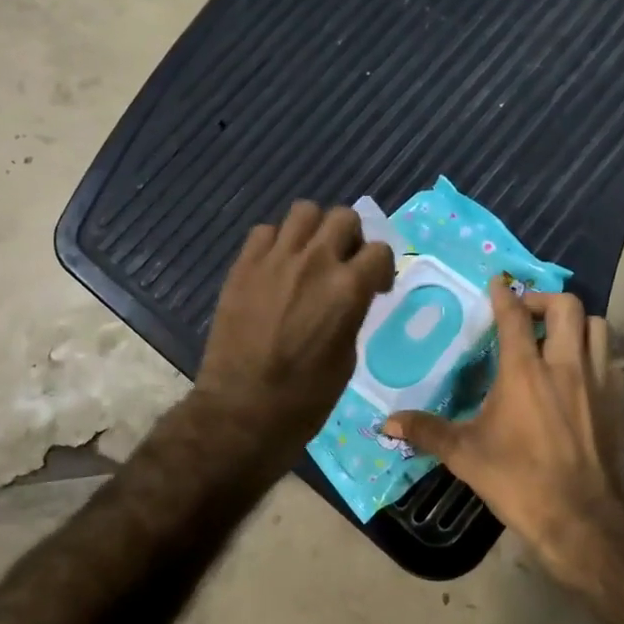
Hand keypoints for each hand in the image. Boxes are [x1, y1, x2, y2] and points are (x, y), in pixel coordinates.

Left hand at [196, 201, 394, 462]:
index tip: (376, 286)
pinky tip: (276, 267)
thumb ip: (352, 313)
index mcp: (348, 289)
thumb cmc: (305, 398)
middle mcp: (314, 262)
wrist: (241, 411)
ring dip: (314, 230)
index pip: (380, 249)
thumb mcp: (347, 356)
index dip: (382, 267)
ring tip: (309, 255)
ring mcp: (274, 260)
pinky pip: (264, 231)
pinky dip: (276, 243)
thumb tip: (349, 296)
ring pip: (304, 211)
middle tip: (344, 263)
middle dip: (351, 237)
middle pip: (343, 216)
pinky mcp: (243, 266)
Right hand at [385, 287, 623, 574]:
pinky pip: (611, 359)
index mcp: (525, 371)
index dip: (504, 294)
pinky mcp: (618, 401)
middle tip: (526, 313)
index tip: (497, 283)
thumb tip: (386, 422)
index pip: (515, 316)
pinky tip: (580, 374)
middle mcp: (565, 365)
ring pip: (597, 326)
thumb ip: (427, 431)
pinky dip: (595, 354)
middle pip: (567, 306)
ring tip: (556, 337)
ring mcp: (599, 381)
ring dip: (576, 323)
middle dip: (545, 299)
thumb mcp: (466, 456)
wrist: (582, 520)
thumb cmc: (519, 481)